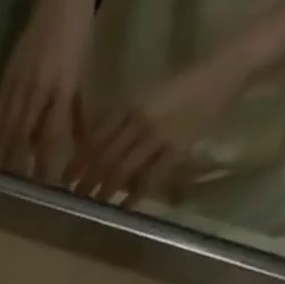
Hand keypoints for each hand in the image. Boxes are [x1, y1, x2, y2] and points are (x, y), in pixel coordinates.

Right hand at [0, 0, 95, 179]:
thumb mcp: (82, 75)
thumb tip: (78, 149)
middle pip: (21, 138)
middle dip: (16, 168)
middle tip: (13, 194)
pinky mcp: (6, 77)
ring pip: (5, 129)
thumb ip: (76, 114)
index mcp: (62, 88)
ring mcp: (19, 82)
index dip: (44, 165)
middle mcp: (38, 88)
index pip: (51, 137)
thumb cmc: (77, 35)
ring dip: (0, 158)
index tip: (42, 190)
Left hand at [66, 56, 248, 203]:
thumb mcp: (145, 99)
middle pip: (103, 157)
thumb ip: (122, 123)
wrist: (220, 73)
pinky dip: (133, 196)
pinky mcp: (175, 149)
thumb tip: (97, 153)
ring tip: (93, 206)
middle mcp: (138, 121)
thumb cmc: (179, 90)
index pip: (94, 138)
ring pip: (121, 169)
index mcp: (128, 106)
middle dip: (86, 181)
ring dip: (104, 191)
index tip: (64, 181)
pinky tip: (123, 210)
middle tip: (74, 200)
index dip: (77, 161)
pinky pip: (148, 178)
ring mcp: (156, 135)